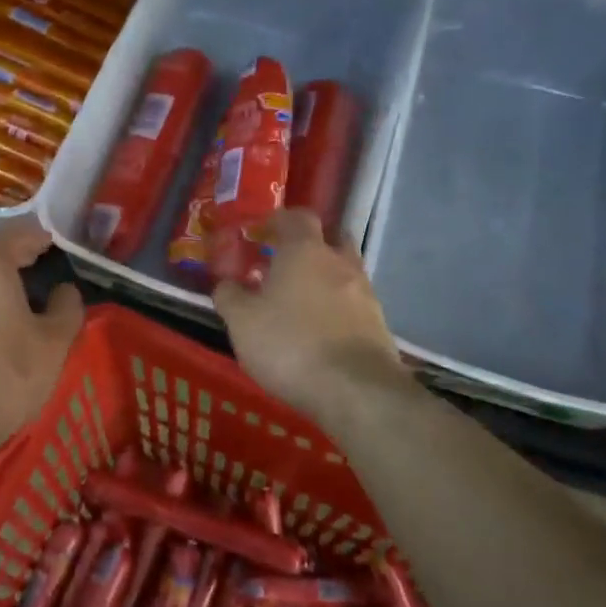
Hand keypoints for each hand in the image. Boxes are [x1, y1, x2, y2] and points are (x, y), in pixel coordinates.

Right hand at [213, 209, 407, 423]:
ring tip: (301, 304)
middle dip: (311, 245)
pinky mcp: (379, 324)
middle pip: (331, 238)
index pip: (297, 216)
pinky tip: (322, 333)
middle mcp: (340, 263)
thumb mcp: (241, 321)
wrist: (355, 389)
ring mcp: (365, 293)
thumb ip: (229, 296)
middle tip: (286, 264)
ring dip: (326, 280)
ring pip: (345, 273)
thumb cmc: (289, 344)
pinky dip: (338, 310)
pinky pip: (354, 305)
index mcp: (305, 251)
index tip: (262, 232)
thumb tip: (226, 284)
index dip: (279, 220)